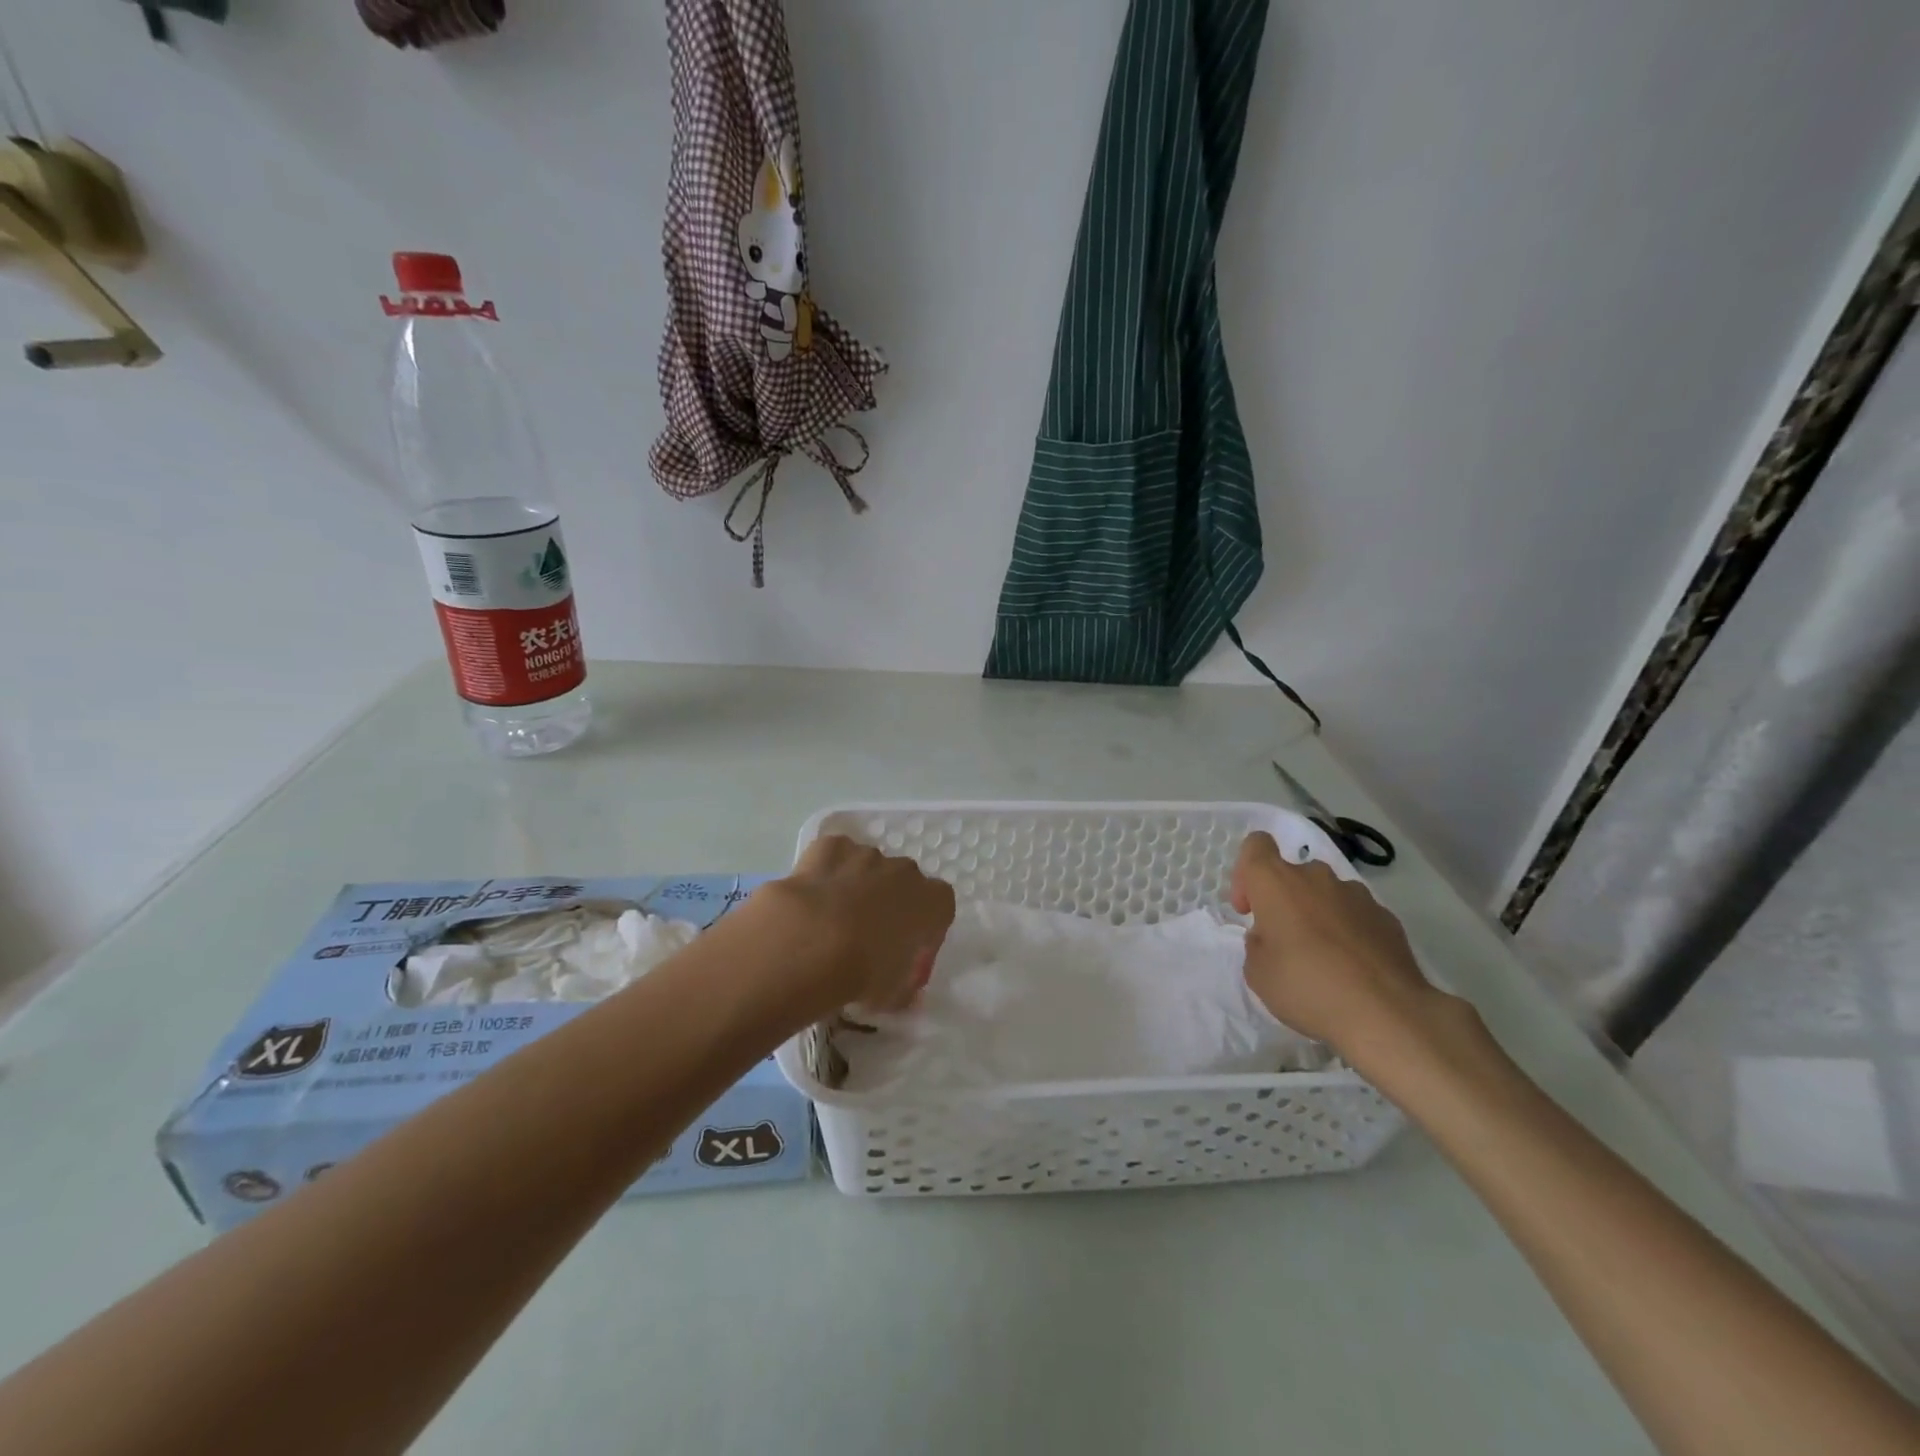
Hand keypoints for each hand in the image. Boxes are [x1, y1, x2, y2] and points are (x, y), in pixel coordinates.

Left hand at [755, 835, 955, 1014]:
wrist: (810, 945)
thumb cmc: (865, 972)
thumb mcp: (894, 994)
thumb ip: (904, 987)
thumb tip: (902, 991)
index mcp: (933, 902)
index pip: (940, 909)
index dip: (925, 931)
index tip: (908, 955)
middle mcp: (905, 871)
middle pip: (903, 884)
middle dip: (890, 905)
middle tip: (868, 939)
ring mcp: (867, 854)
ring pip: (869, 868)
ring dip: (858, 887)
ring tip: (833, 921)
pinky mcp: (830, 847)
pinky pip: (835, 856)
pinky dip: (827, 871)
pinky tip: (813, 896)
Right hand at [1231, 831, 1453, 1063]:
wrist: (1386, 1013)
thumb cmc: (1306, 987)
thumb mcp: (1257, 972)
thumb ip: (1257, 943)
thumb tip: (1272, 936)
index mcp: (1276, 882)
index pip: (1256, 845)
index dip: (1246, 873)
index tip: (1250, 909)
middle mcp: (1316, 877)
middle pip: (1292, 873)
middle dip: (1284, 901)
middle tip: (1284, 942)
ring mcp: (1356, 895)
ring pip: (1326, 893)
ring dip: (1317, 914)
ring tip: (1324, 958)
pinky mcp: (1387, 917)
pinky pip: (1356, 914)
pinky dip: (1348, 931)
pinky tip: (1354, 967)